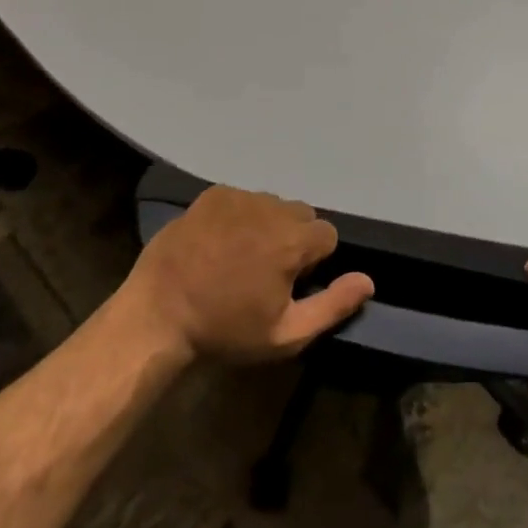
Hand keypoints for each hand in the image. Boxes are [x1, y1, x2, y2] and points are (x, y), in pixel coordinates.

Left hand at [123, 185, 373, 362]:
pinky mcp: (212, 194)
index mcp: (293, 240)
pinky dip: (239, 216)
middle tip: (264, 271)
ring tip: (238, 256)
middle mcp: (271, 208)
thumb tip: (369, 280)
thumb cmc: (225, 329)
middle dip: (292, 238)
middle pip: (301, 215)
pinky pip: (242, 198)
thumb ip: (333, 305)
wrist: (158, 314)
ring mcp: (239, 197)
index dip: (312, 262)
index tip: (287, 284)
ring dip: (266, 225)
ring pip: (272, 205)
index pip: (326, 236)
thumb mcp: (285, 334)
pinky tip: (218, 242)